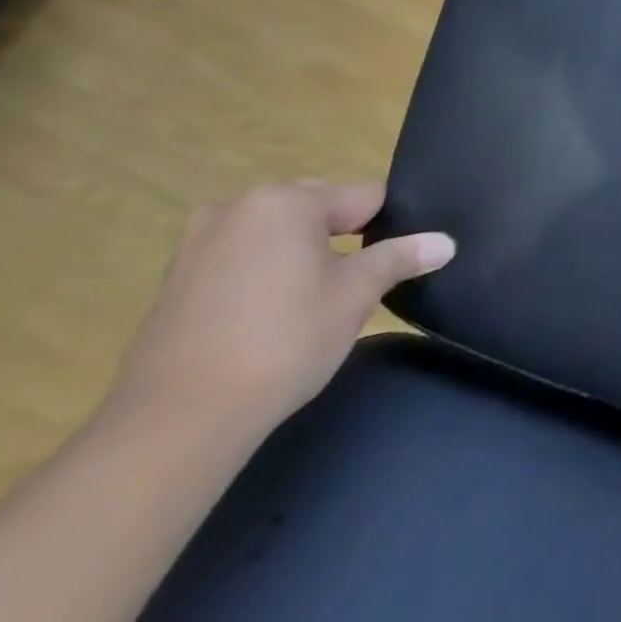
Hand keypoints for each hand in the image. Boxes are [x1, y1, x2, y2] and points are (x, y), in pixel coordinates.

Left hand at [107, 182, 453, 445]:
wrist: (175, 423)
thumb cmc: (282, 342)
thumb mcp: (356, 296)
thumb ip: (401, 258)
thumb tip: (446, 242)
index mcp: (286, 200)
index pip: (364, 198)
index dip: (387, 229)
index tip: (393, 264)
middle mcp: (239, 207)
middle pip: (318, 210)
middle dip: (341, 240)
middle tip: (352, 287)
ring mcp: (198, 243)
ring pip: (278, 236)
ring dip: (300, 258)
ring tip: (310, 305)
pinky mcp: (174, 280)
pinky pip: (241, 260)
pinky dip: (263, 277)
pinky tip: (268, 320)